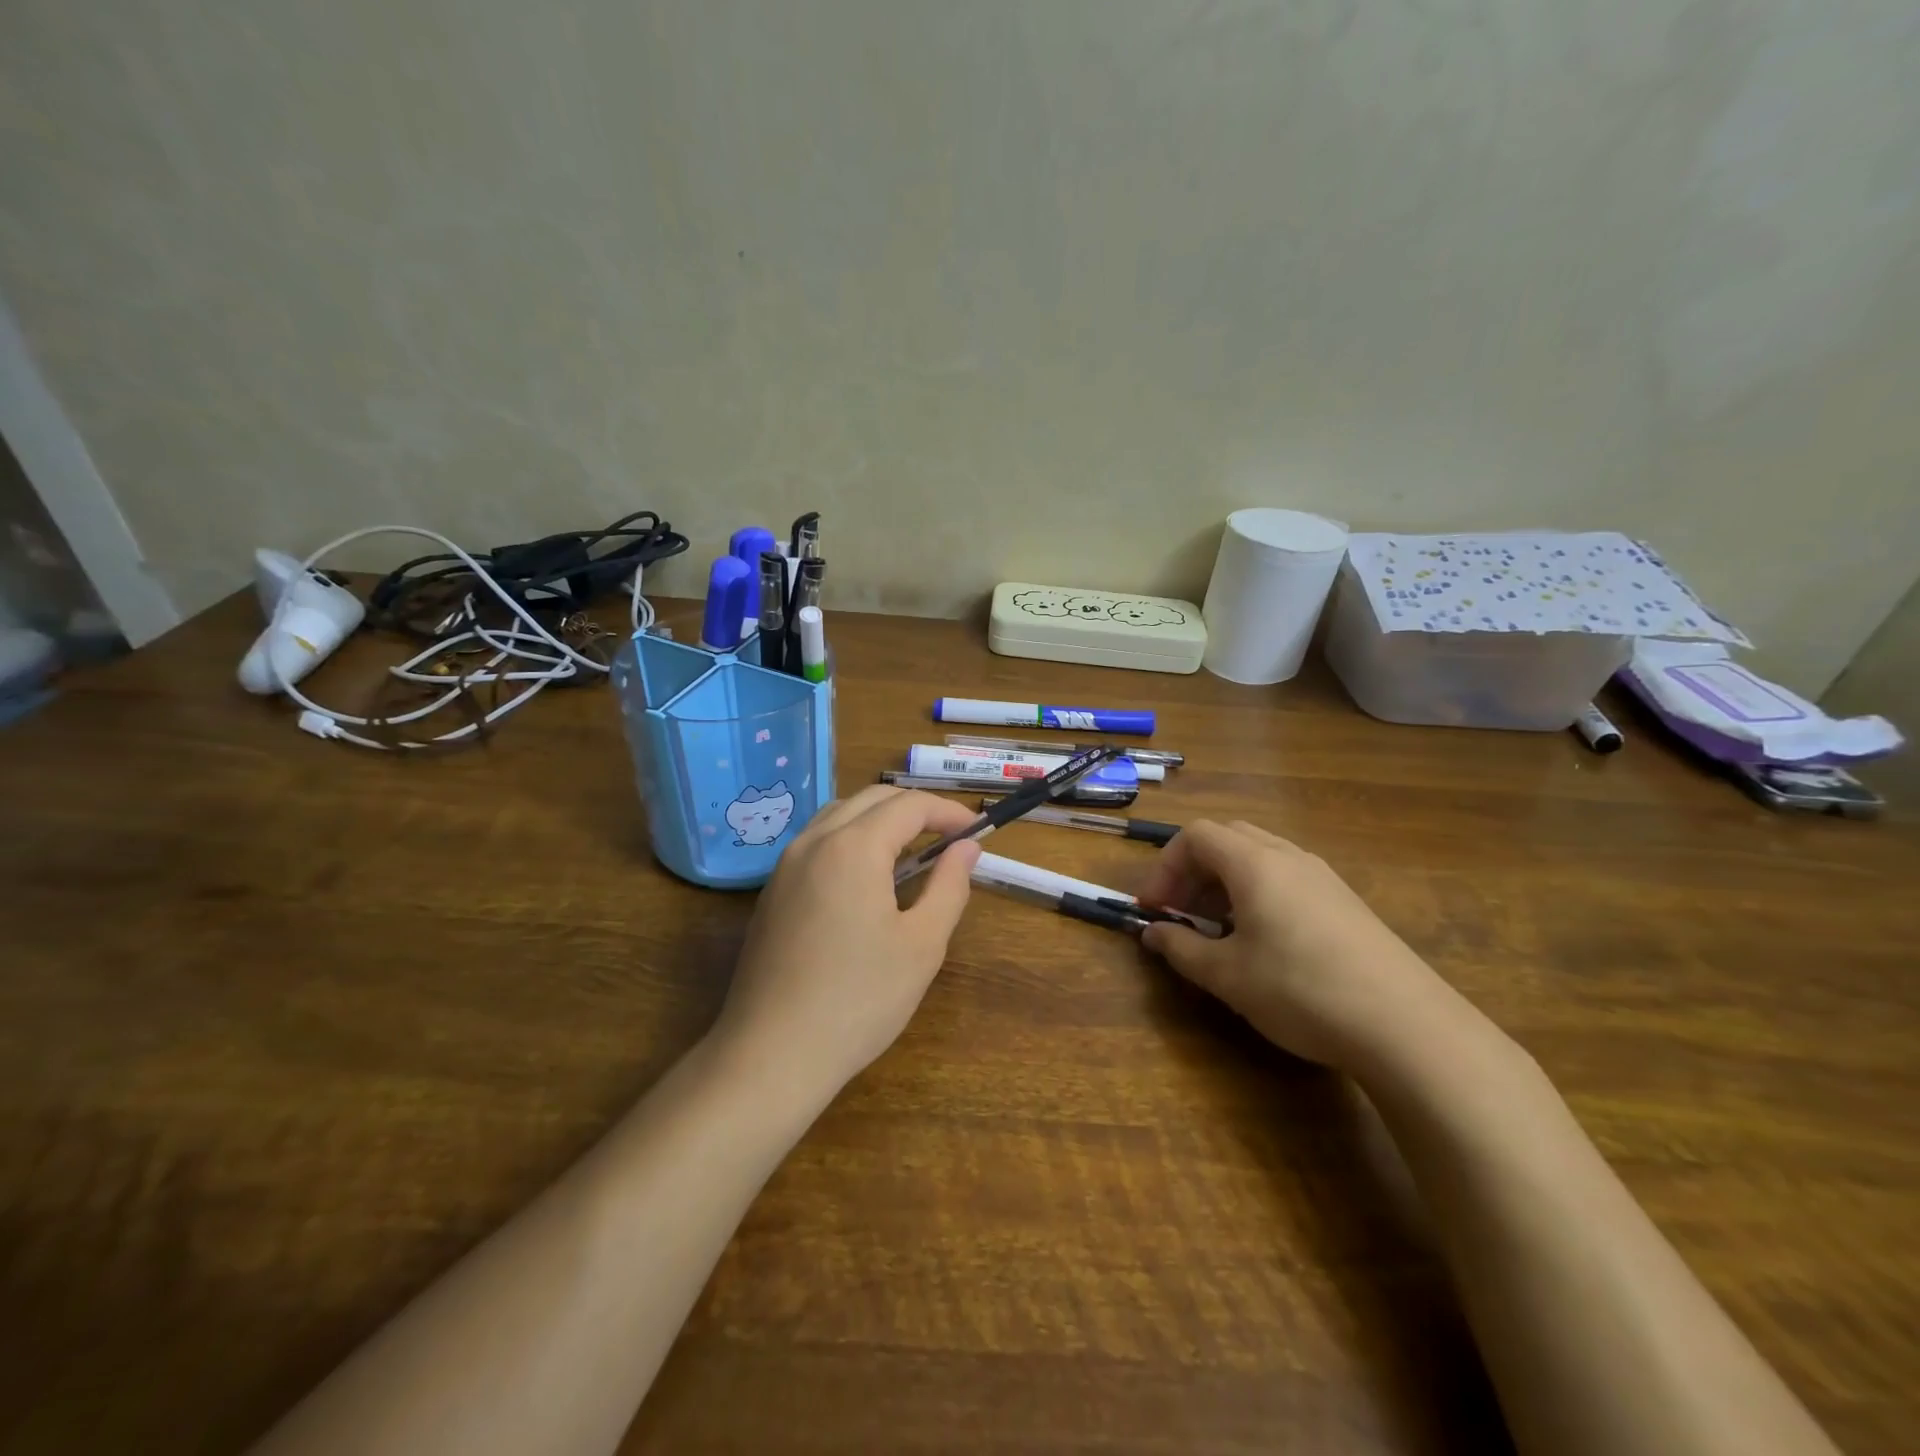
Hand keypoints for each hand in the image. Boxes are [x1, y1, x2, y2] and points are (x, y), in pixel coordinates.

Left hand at [710, 787, 982, 1103]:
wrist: (772, 1054)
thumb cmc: (859, 1000)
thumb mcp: (922, 945)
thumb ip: (949, 886)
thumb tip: (967, 848)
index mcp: (853, 847)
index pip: (909, 806)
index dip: (949, 813)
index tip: (978, 833)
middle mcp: (814, 841)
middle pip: (872, 799)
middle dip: (916, 809)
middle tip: (951, 839)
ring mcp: (786, 865)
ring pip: (840, 815)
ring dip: (881, 819)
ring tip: (912, 852)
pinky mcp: (772, 891)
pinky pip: (817, 841)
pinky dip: (851, 839)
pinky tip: (867, 877)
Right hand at [1138, 820, 1460, 1072]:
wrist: (1406, 1025)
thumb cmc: (1300, 990)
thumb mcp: (1228, 976)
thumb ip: (1181, 949)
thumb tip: (1153, 934)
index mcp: (1254, 863)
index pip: (1195, 836)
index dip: (1165, 867)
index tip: (1154, 908)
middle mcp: (1289, 857)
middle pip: (1228, 839)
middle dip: (1194, 871)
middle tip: (1182, 913)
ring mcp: (1323, 877)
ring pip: (1260, 857)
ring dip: (1226, 882)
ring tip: (1219, 929)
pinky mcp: (1346, 902)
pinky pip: (1287, 878)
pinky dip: (1258, 894)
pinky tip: (1264, 941)